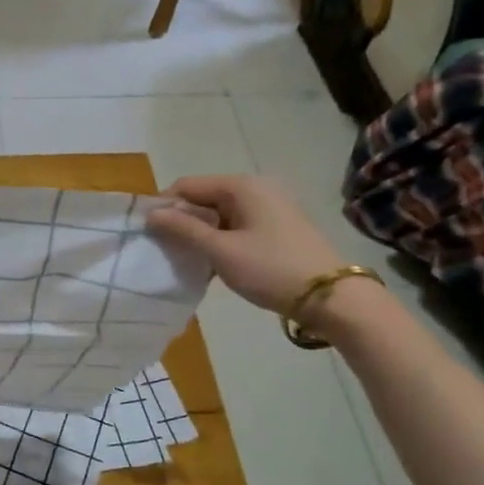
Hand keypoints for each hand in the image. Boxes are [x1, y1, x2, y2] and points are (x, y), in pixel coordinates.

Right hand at [147, 174, 346, 315]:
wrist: (333, 298)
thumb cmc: (271, 269)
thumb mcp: (220, 251)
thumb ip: (183, 229)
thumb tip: (151, 214)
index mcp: (241, 186)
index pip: (187, 185)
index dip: (165, 206)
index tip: (149, 233)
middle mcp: (257, 188)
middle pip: (204, 198)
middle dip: (183, 221)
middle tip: (167, 250)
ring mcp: (271, 207)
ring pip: (220, 214)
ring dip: (202, 233)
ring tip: (190, 260)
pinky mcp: (280, 227)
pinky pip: (238, 225)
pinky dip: (222, 239)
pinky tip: (215, 263)